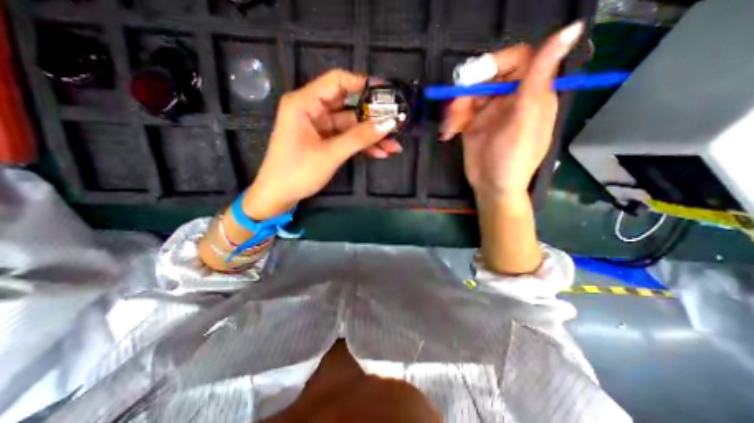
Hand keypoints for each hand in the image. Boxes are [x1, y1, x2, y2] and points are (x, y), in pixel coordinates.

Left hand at [245, 67, 402, 217]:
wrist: (278, 196)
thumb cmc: (297, 172)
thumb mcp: (330, 154)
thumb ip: (360, 137)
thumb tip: (389, 123)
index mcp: (305, 103)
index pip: (337, 81)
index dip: (363, 83)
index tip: (387, 93)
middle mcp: (312, 110)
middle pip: (348, 106)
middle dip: (373, 117)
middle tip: (397, 123)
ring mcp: (319, 127)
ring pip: (351, 126)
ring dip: (371, 136)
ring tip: (394, 145)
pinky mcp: (324, 142)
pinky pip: (347, 139)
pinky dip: (362, 146)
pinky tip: (380, 153)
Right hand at [443, 22, 580, 199]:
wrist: (492, 188)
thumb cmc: (513, 159)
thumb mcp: (525, 121)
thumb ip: (537, 80)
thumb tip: (571, 29)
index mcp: (531, 94)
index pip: (518, 60)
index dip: (496, 62)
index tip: (475, 76)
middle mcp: (509, 99)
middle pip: (486, 78)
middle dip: (467, 91)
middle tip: (455, 109)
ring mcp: (488, 112)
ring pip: (468, 95)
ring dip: (455, 109)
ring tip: (450, 128)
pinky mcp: (472, 125)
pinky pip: (459, 113)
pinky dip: (450, 121)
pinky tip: (447, 133)